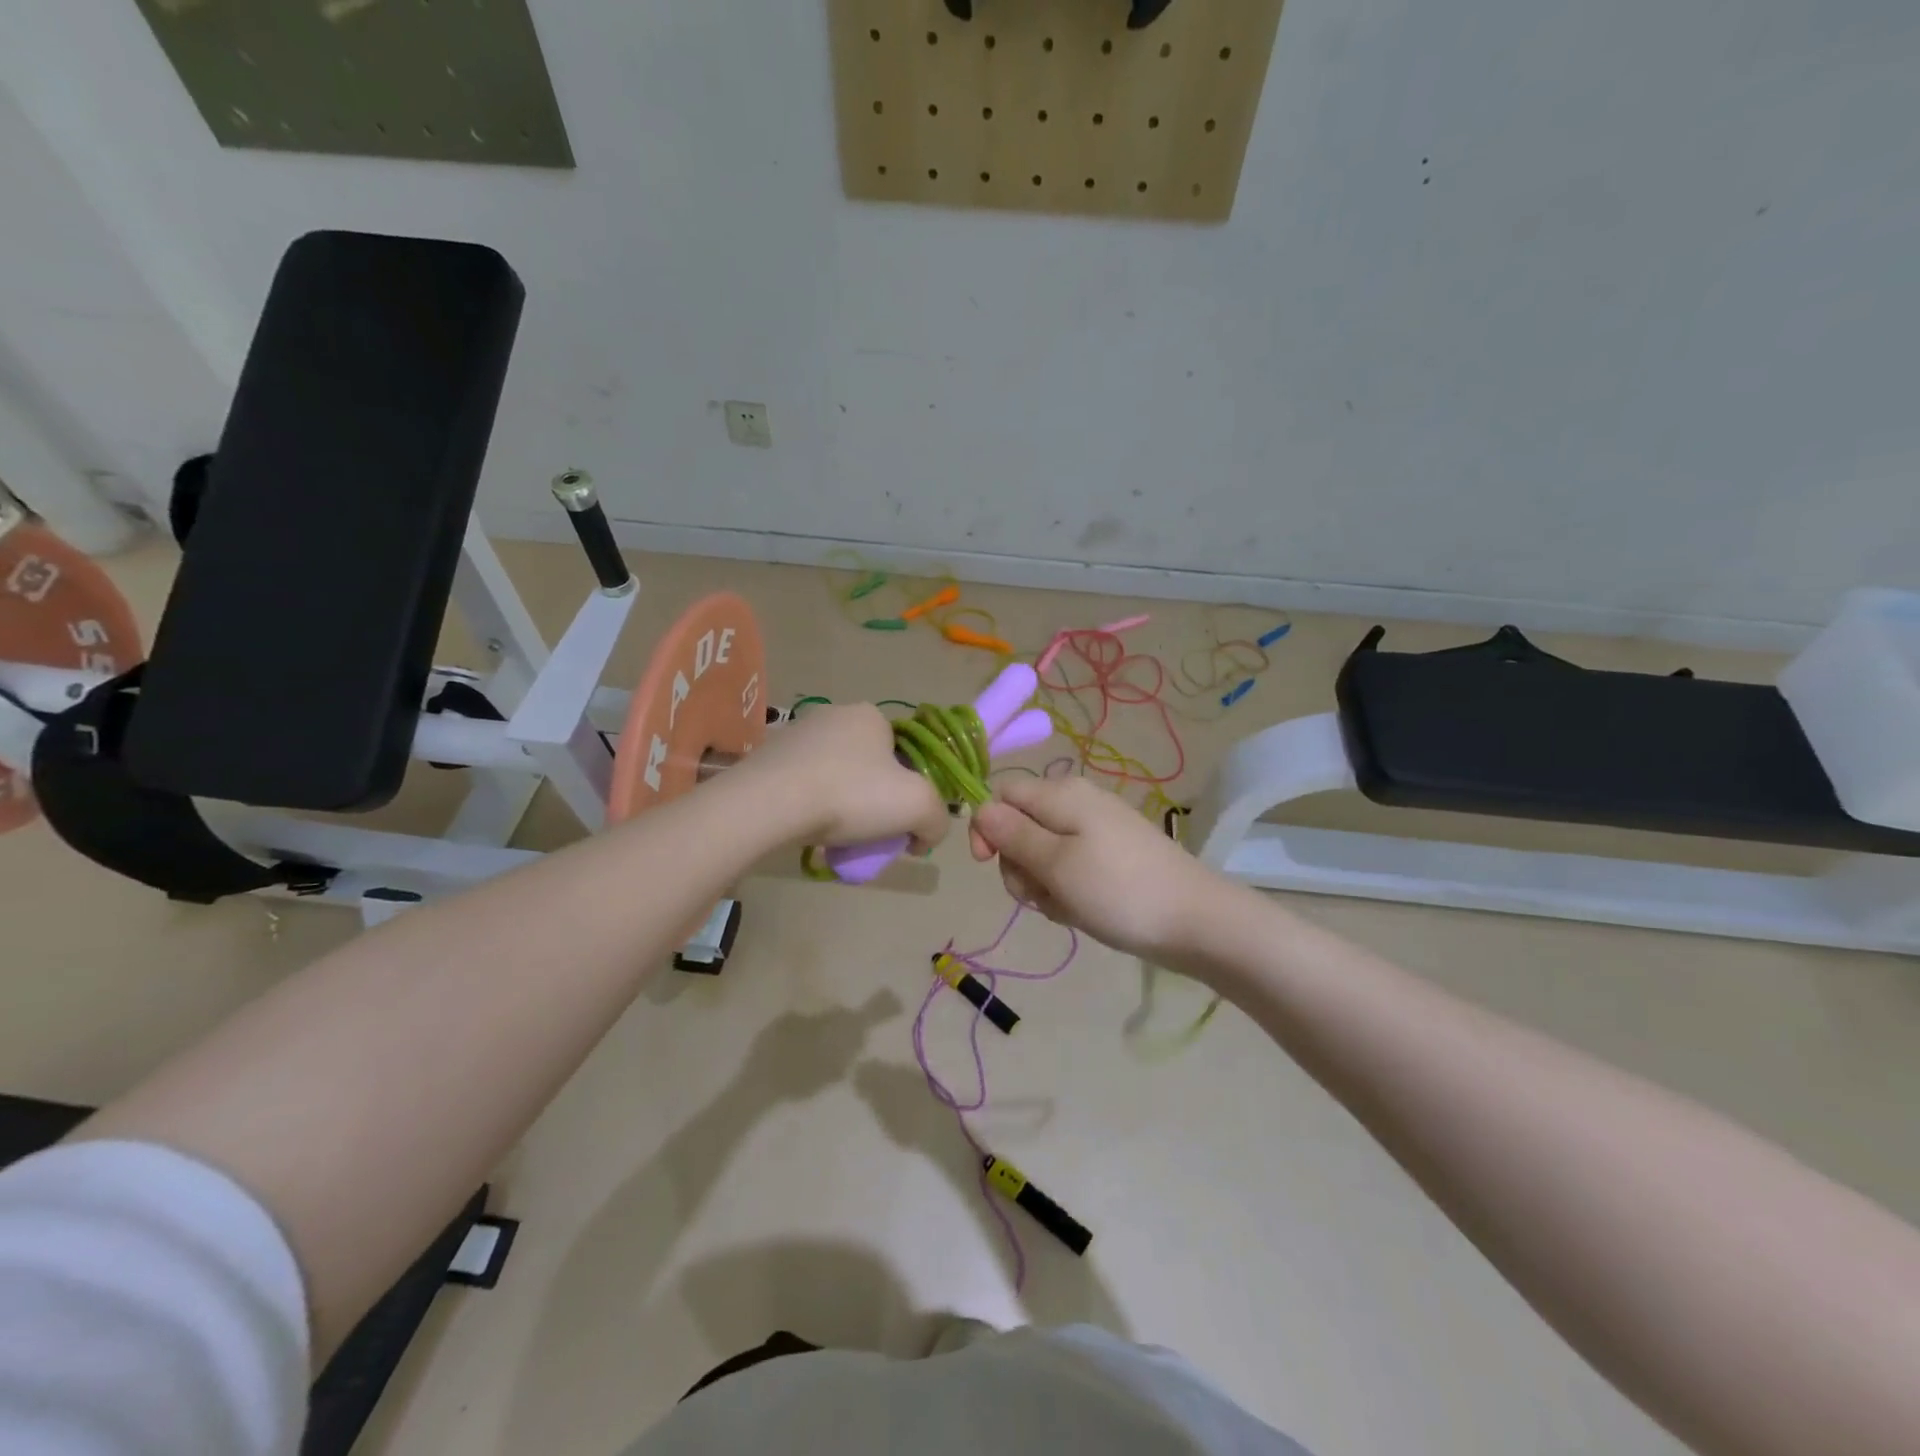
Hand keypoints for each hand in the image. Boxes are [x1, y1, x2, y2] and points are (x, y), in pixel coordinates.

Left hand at [729, 703, 950, 850]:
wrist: (769, 804)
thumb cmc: (851, 795)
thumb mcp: (919, 806)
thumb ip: (937, 820)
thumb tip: (925, 836)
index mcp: (871, 715)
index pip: (904, 752)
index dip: (909, 789)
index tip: (902, 823)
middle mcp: (833, 715)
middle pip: (870, 766)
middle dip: (875, 800)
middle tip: (871, 835)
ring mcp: (795, 734)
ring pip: (835, 777)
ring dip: (842, 805)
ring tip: (837, 838)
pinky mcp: (767, 758)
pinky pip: (802, 786)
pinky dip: (811, 807)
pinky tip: (808, 830)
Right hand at [968, 776, 1227, 962]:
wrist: (1196, 921)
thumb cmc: (1118, 891)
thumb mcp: (1055, 864)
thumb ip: (1013, 835)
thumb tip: (980, 809)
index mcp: (1060, 794)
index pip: (1001, 794)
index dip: (987, 827)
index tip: (987, 865)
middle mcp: (1076, 802)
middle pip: (1020, 826)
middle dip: (1018, 864)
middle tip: (1041, 894)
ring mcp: (1096, 829)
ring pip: (1042, 852)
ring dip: (1042, 884)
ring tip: (1068, 906)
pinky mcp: (1110, 855)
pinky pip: (1069, 867)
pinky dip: (1067, 890)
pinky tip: (1083, 910)